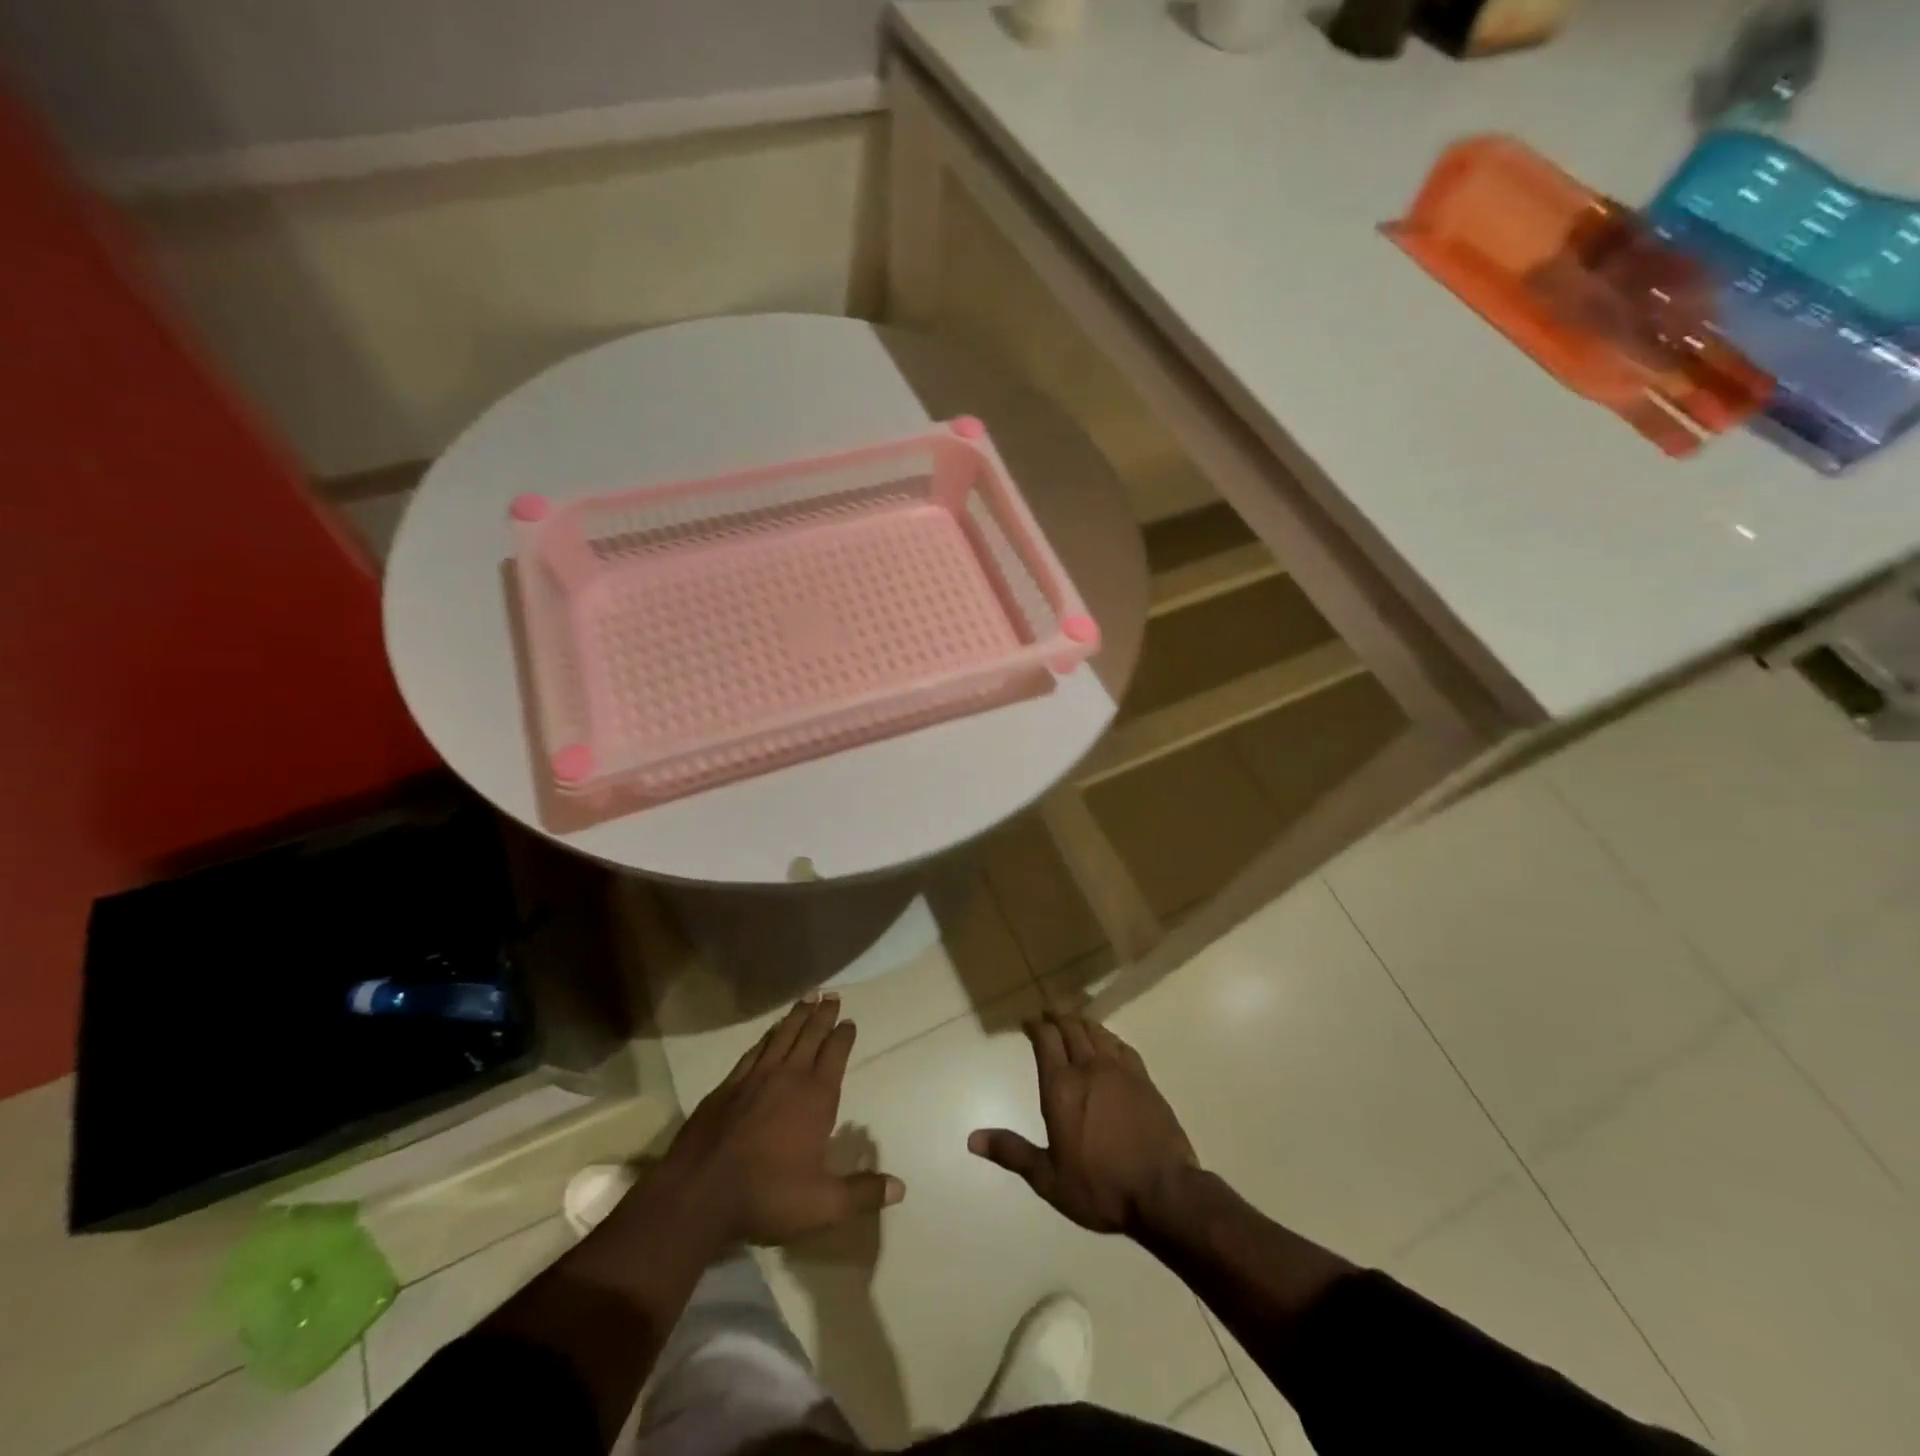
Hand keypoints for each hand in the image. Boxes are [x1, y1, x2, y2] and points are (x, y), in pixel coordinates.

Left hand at [653, 993, 904, 1245]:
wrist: (698, 1194)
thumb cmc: (767, 1195)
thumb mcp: (822, 1205)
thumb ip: (862, 1194)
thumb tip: (901, 1188)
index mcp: (816, 1096)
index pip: (835, 1054)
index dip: (843, 1035)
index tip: (849, 1021)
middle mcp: (788, 1076)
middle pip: (810, 1035)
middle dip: (823, 1014)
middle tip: (831, 995)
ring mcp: (755, 1077)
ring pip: (782, 1035)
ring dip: (796, 1016)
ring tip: (807, 997)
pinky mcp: (728, 1085)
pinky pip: (754, 1050)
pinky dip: (767, 1036)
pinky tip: (769, 1032)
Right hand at [968, 1009, 1197, 1234]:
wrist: (1164, 1192)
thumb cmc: (1100, 1187)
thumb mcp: (1049, 1179)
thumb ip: (1012, 1152)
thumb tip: (972, 1139)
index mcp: (1061, 1087)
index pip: (1045, 1040)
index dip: (1035, 1025)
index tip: (1028, 1021)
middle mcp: (1088, 1068)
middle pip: (1071, 1028)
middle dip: (1056, 1017)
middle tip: (1048, 1013)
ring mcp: (1120, 1071)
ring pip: (1097, 1032)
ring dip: (1081, 1022)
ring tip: (1073, 1020)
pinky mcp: (1144, 1079)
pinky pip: (1122, 1046)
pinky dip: (1108, 1037)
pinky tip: (1108, 1041)